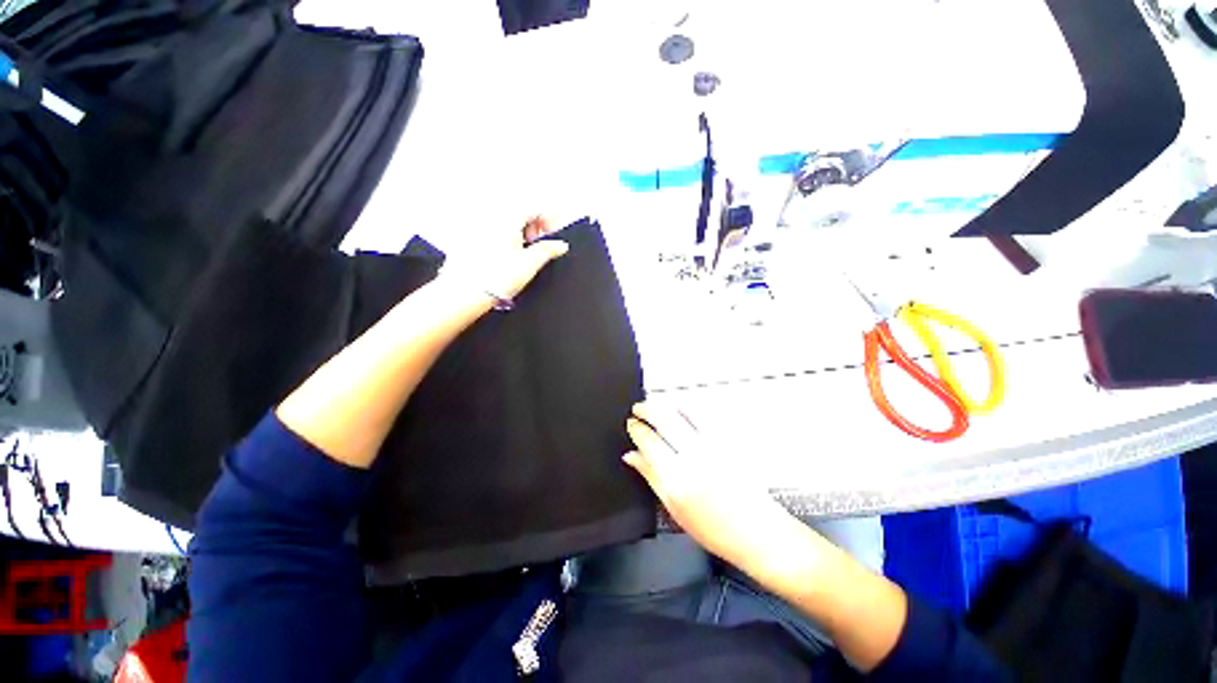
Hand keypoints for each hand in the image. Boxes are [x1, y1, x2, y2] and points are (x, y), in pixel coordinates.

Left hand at [452, 215, 568, 301]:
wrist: (466, 292)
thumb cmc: (495, 278)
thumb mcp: (530, 264)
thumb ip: (548, 250)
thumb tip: (560, 245)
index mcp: (507, 218)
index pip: (534, 209)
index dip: (548, 221)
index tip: (553, 234)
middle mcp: (490, 217)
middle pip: (519, 213)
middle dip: (532, 228)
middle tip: (537, 246)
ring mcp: (477, 227)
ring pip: (505, 223)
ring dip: (518, 234)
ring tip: (521, 254)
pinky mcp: (468, 239)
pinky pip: (492, 232)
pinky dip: (503, 239)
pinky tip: (504, 257)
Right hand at [624, 401, 792, 570]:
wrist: (758, 531)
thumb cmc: (717, 529)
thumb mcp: (674, 509)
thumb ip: (650, 476)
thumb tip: (632, 456)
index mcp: (676, 477)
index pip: (648, 440)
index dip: (636, 428)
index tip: (632, 424)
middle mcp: (694, 456)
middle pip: (663, 418)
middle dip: (647, 408)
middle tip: (638, 408)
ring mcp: (712, 445)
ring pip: (682, 411)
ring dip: (665, 404)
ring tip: (656, 405)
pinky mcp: (727, 441)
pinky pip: (703, 415)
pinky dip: (687, 407)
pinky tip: (681, 408)